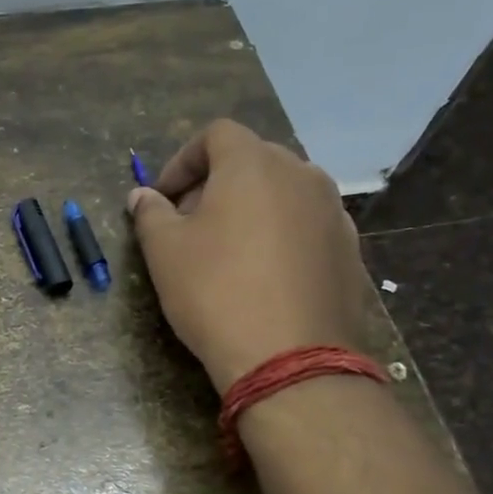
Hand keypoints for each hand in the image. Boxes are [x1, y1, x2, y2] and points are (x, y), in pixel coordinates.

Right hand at [129, 120, 372, 390]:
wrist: (289, 358)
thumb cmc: (215, 292)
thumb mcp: (164, 252)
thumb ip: (150, 214)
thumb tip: (142, 196)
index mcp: (254, 164)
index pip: (217, 135)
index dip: (183, 160)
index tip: (163, 197)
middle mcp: (302, 174)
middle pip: (253, 160)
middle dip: (215, 184)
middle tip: (189, 223)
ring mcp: (333, 212)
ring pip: (283, 193)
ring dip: (250, 208)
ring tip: (227, 250)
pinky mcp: (350, 250)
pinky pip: (306, 226)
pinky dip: (280, 235)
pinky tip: (263, 275)